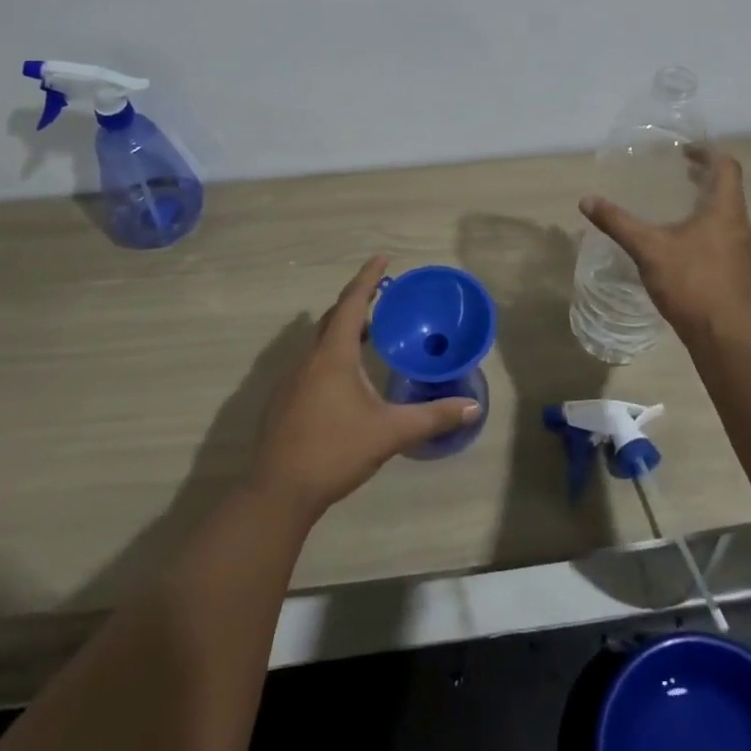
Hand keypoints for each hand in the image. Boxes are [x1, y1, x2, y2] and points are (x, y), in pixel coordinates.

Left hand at [249, 256, 480, 517]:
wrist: (277, 492)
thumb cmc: (334, 451)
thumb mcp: (389, 433)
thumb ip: (431, 418)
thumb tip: (473, 408)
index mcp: (333, 354)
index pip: (352, 303)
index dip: (368, 278)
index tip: (382, 258)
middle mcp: (309, 358)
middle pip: (332, 318)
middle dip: (357, 302)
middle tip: (382, 296)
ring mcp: (291, 379)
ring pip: (319, 341)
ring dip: (342, 330)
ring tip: (368, 333)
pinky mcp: (284, 400)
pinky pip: (311, 362)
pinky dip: (331, 354)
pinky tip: (345, 378)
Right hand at [579, 146, 750, 342]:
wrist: (723, 335)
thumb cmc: (690, 282)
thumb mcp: (647, 248)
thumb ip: (618, 222)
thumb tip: (587, 201)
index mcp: (725, 210)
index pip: (727, 166)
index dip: (707, 152)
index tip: (684, 150)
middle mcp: (740, 224)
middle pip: (728, 187)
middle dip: (704, 175)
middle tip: (678, 170)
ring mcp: (742, 249)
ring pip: (727, 212)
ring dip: (707, 201)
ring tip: (678, 202)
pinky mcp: (738, 270)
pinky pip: (725, 234)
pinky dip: (707, 224)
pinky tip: (684, 240)